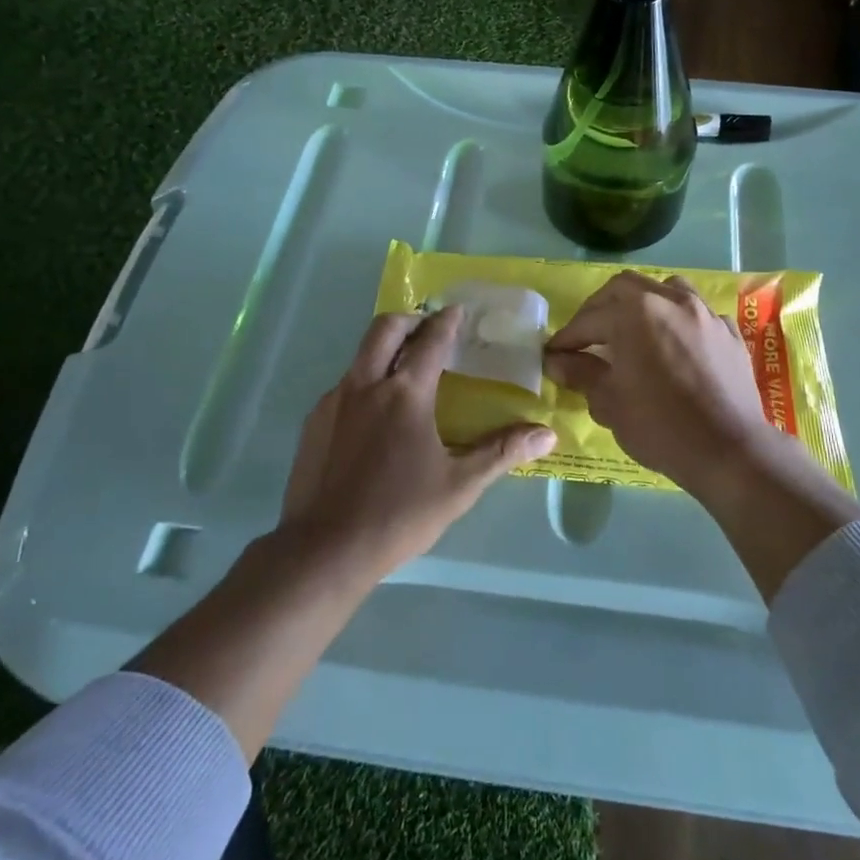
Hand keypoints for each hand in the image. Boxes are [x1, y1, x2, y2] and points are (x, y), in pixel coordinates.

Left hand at [276, 307, 556, 581]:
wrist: (324, 549)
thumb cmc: (399, 514)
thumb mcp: (459, 486)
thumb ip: (501, 452)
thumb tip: (546, 434)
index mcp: (405, 394)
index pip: (430, 341)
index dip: (447, 322)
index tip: (457, 310)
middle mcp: (365, 385)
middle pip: (384, 329)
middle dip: (409, 319)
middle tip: (427, 327)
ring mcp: (334, 402)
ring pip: (360, 356)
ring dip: (384, 349)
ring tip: (405, 369)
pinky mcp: (313, 422)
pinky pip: (344, 386)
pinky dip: (365, 381)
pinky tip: (375, 415)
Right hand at [542, 271, 774, 494]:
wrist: (729, 450)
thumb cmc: (660, 426)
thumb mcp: (609, 402)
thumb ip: (581, 373)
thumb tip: (558, 361)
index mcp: (636, 312)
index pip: (590, 318)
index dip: (568, 337)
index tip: (554, 353)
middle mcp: (671, 300)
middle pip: (626, 288)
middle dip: (601, 309)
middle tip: (587, 337)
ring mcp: (705, 313)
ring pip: (667, 290)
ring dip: (643, 303)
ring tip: (632, 330)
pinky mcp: (729, 332)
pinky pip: (697, 314)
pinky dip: (678, 321)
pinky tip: (674, 345)